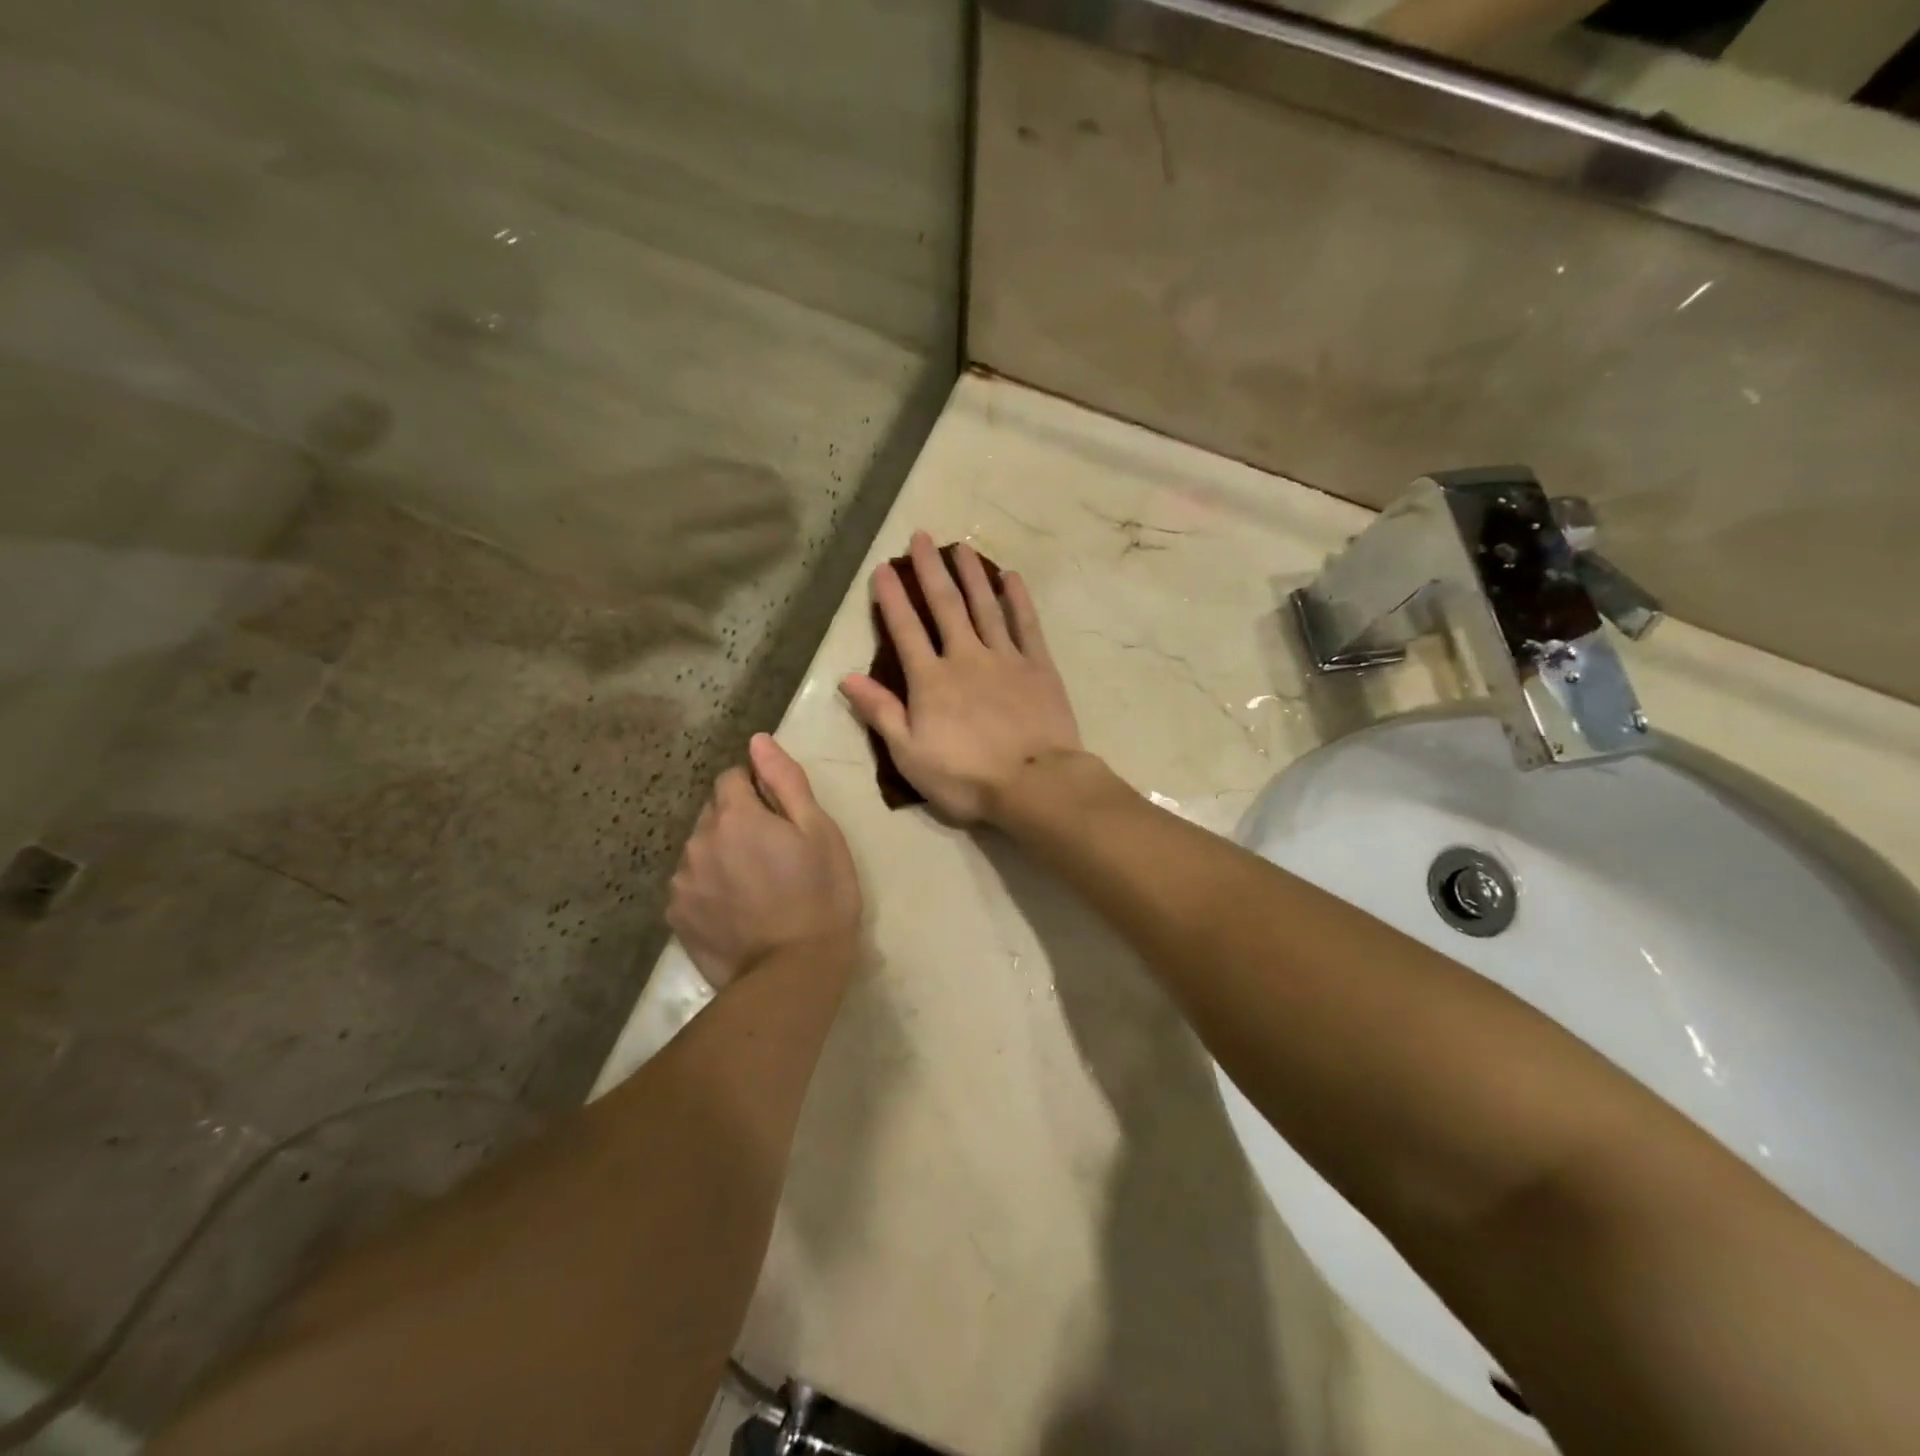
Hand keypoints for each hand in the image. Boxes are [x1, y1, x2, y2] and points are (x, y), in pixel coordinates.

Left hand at [668, 734, 861, 988]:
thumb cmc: (821, 895)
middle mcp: (698, 841)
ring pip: (700, 850)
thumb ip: (785, 781)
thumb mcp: (819, 831)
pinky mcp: (676, 917)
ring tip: (755, 887)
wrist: (794, 973)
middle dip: (738, 822)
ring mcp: (682, 882)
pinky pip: (690, 885)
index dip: (757, 791)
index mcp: (735, 816)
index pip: (732, 778)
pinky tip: (736, 910)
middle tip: (774, 854)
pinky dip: (708, 888)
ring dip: (721, 854)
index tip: (781, 818)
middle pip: (714, 814)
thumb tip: (757, 741)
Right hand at [840, 532, 1081, 823]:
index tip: (883, 568)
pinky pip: (1026, 625)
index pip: (905, 630)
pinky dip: (1018, 600)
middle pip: (946, 606)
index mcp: (931, 680)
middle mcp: (966, 657)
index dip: (892, 598)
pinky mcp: (1039, 667)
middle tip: (921, 537)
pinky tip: (1011, 578)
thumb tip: (847, 677)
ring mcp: (1006, 658)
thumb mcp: (909, 755)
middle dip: (930, 570)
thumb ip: (881, 713)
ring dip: (972, 575)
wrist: (1034, 784)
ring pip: (985, 606)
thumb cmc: (966, 777)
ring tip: (960, 547)